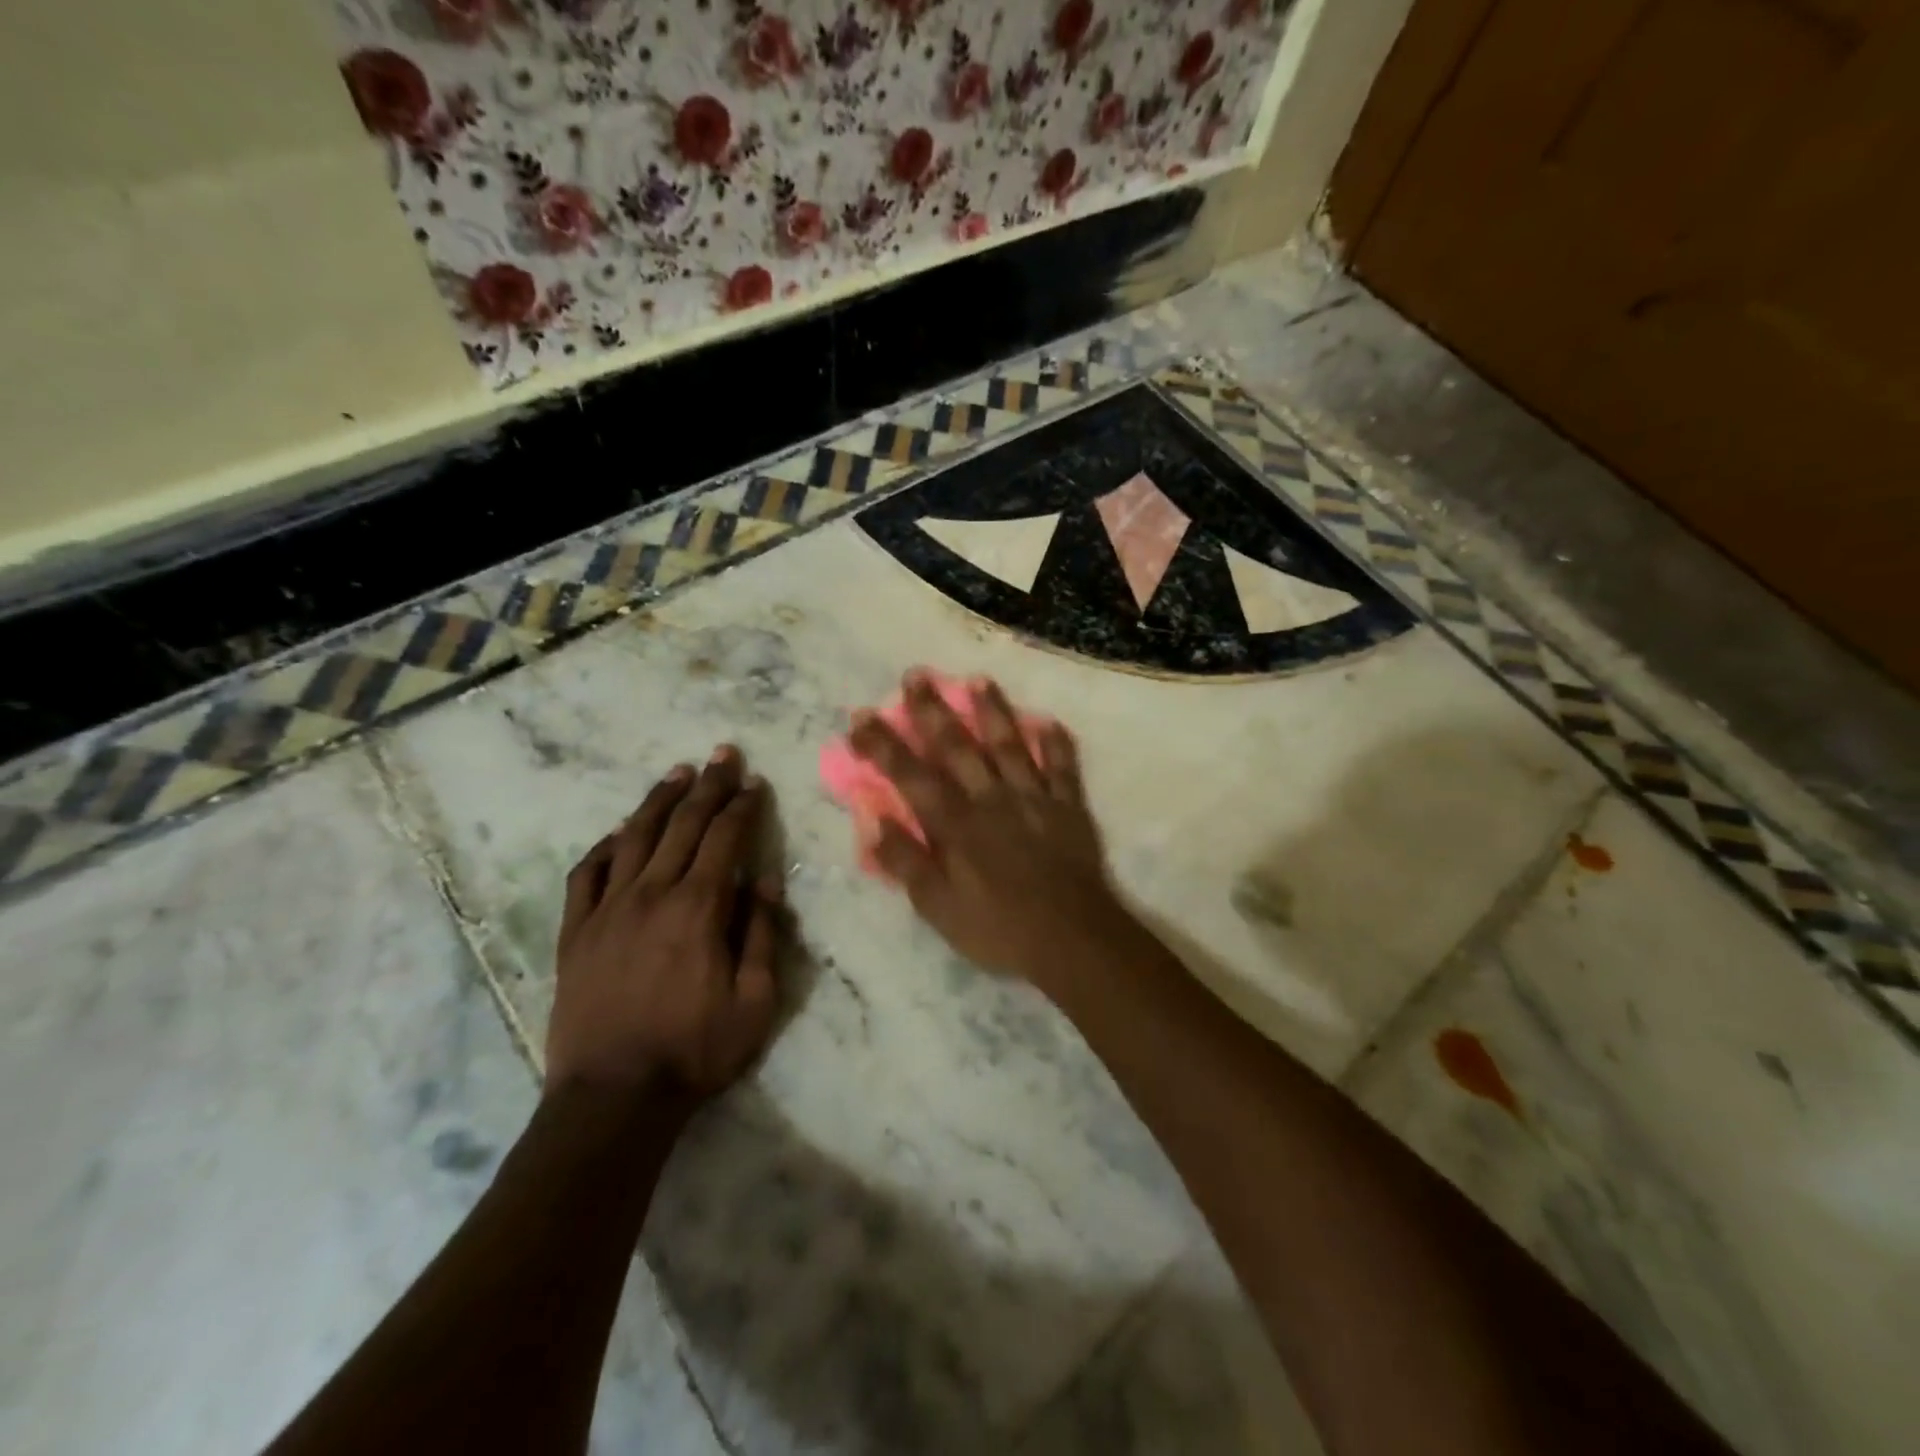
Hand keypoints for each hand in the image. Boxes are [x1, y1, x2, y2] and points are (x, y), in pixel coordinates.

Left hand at [547, 746, 785, 1102]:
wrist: (612, 1098)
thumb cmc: (694, 1051)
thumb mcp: (755, 1001)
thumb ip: (762, 935)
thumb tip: (765, 882)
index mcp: (698, 908)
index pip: (725, 838)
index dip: (743, 806)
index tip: (754, 782)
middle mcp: (651, 894)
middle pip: (683, 825)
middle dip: (708, 786)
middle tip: (723, 754)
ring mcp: (607, 910)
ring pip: (634, 837)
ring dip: (659, 800)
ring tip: (677, 773)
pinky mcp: (575, 932)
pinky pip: (587, 874)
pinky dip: (605, 846)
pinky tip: (618, 832)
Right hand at [848, 670, 1130, 991]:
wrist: (1072, 940)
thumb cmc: (998, 929)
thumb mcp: (938, 908)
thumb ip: (906, 862)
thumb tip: (872, 820)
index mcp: (956, 824)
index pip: (910, 776)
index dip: (884, 745)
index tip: (861, 717)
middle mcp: (991, 799)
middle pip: (957, 747)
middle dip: (933, 711)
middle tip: (916, 675)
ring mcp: (1034, 799)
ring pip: (1009, 745)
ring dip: (992, 711)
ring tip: (978, 679)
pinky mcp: (1069, 808)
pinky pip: (1062, 768)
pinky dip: (1056, 743)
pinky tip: (1048, 721)